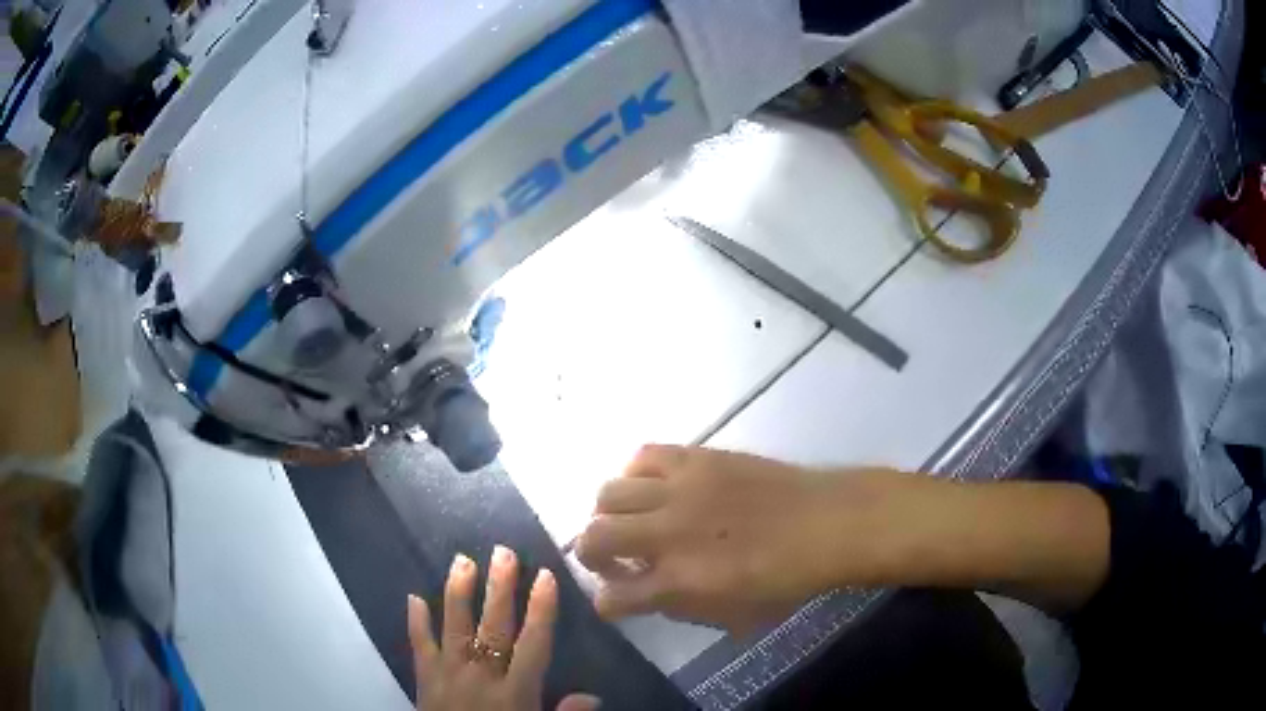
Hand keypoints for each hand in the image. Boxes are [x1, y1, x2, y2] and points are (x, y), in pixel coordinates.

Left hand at [408, 546, 600, 710]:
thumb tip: (594, 697)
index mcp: (514, 693)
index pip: (532, 645)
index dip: (541, 610)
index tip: (544, 575)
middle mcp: (481, 677)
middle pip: (493, 628)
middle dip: (500, 589)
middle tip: (502, 552)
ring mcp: (449, 674)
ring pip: (455, 628)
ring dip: (458, 593)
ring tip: (462, 560)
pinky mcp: (425, 679)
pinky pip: (419, 646)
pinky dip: (416, 622)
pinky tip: (413, 597)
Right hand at [575, 445, 895, 632]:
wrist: (826, 523)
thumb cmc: (786, 579)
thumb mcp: (731, 615)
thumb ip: (679, 606)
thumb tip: (647, 590)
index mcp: (678, 583)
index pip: (610, 598)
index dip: (607, 603)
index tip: (617, 599)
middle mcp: (667, 534)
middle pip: (591, 538)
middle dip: (592, 555)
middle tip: (614, 558)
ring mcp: (678, 490)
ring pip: (607, 494)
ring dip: (610, 514)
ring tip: (632, 520)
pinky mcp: (694, 457)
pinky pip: (642, 456)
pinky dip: (635, 475)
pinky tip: (653, 488)